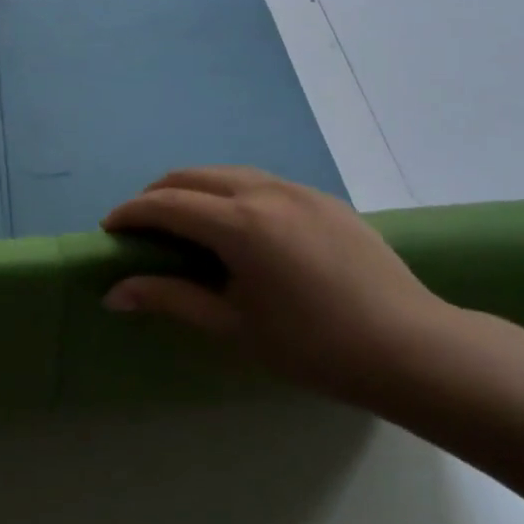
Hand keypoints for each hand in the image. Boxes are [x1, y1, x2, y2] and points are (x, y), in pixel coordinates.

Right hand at [101, 167, 453, 403]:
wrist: (414, 349)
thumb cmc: (314, 346)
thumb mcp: (233, 326)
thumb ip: (169, 299)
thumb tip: (114, 293)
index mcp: (240, 224)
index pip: (166, 204)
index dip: (130, 213)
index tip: (109, 230)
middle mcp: (265, 192)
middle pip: (192, 176)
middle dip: (156, 195)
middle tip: (140, 228)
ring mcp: (299, 190)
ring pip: (227, 173)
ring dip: (193, 189)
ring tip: (182, 223)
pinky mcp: (324, 199)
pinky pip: (260, 182)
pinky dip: (229, 192)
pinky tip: (235, 226)